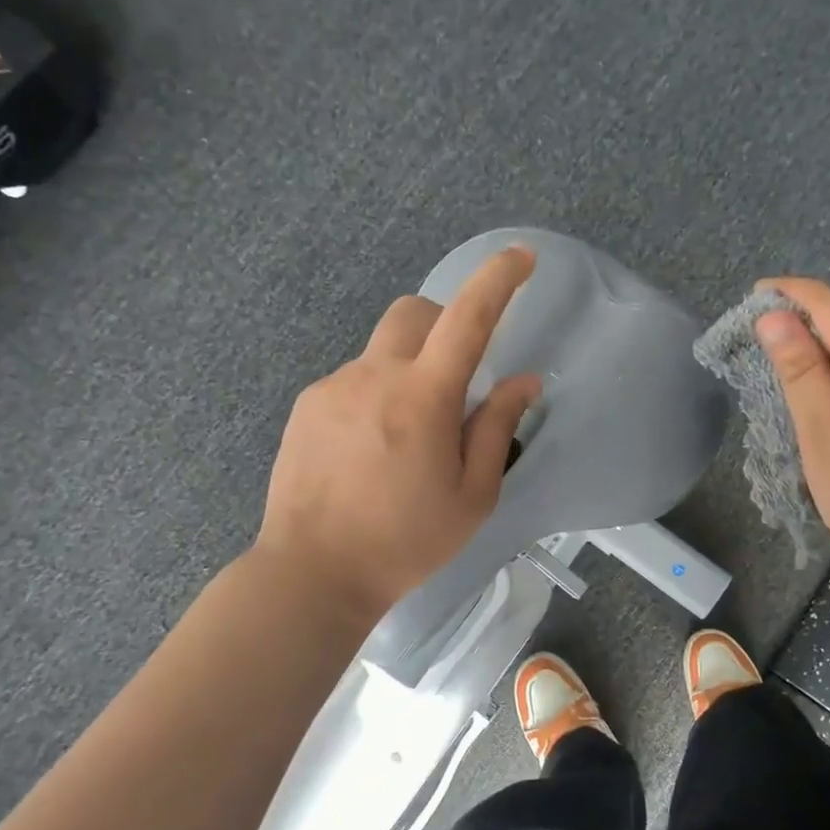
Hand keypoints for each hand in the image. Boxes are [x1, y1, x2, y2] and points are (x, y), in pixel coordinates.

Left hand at [257, 247, 541, 623]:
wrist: (312, 572)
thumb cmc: (405, 542)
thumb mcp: (472, 496)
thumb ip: (496, 428)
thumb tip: (523, 381)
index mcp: (423, 398)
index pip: (468, 319)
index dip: (498, 280)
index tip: (521, 257)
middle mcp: (374, 376)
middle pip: (414, 312)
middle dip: (444, 325)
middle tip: (456, 377)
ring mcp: (333, 387)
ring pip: (382, 351)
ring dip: (408, 371)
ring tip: (406, 438)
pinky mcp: (307, 406)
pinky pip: (353, 380)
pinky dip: (376, 395)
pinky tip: (369, 451)